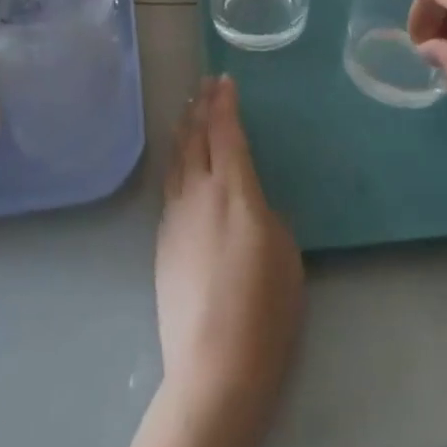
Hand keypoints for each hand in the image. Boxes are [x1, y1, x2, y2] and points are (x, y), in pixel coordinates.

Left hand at [155, 76, 303, 446]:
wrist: (215, 365)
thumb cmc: (265, 307)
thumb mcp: (284, 250)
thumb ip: (263, 213)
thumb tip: (246, 204)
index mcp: (234, 189)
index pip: (226, 131)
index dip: (225, 103)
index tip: (224, 81)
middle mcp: (199, 192)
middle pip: (196, 138)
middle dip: (201, 107)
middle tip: (204, 85)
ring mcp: (175, 217)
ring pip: (177, 160)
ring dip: (183, 131)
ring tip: (186, 113)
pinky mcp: (162, 243)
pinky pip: (169, 187)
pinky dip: (176, 163)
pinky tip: (178, 165)